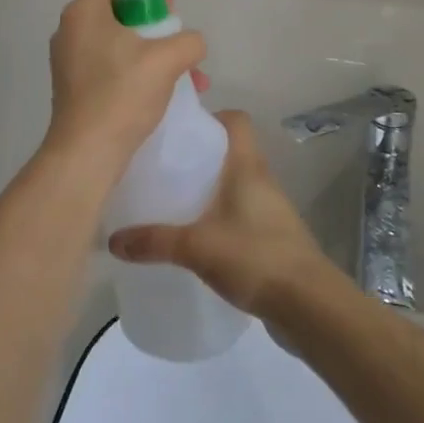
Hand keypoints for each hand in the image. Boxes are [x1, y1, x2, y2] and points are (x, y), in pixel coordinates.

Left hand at [40, 0, 205, 182]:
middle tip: (177, 29)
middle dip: (152, 16)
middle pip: (114, 6)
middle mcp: (71, 30)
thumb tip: (191, 43)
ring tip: (186, 70)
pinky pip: (110, 64)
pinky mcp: (75, 85)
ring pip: (116, 39)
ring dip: (152, 48)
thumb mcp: (167, 60)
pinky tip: (168, 91)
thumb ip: (188, 40)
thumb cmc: (122, 95)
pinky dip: (137, 68)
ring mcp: (70, 60)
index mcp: (84, 12)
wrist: (86, 153)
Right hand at [108, 112, 329, 319]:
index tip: (180, 131)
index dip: (210, 117)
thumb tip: (113, 240)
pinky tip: (196, 237)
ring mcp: (270, 209)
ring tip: (173, 201)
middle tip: (164, 167)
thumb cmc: (256, 257)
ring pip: (235, 184)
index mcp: (247, 166)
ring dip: (209, 188)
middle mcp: (261, 180)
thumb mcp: (197, 247)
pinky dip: (219, 216)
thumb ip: (155, 241)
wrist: (310, 306)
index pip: (236, 120)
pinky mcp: (272, 237)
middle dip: (199, 156)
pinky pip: (240, 213)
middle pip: (230, 151)